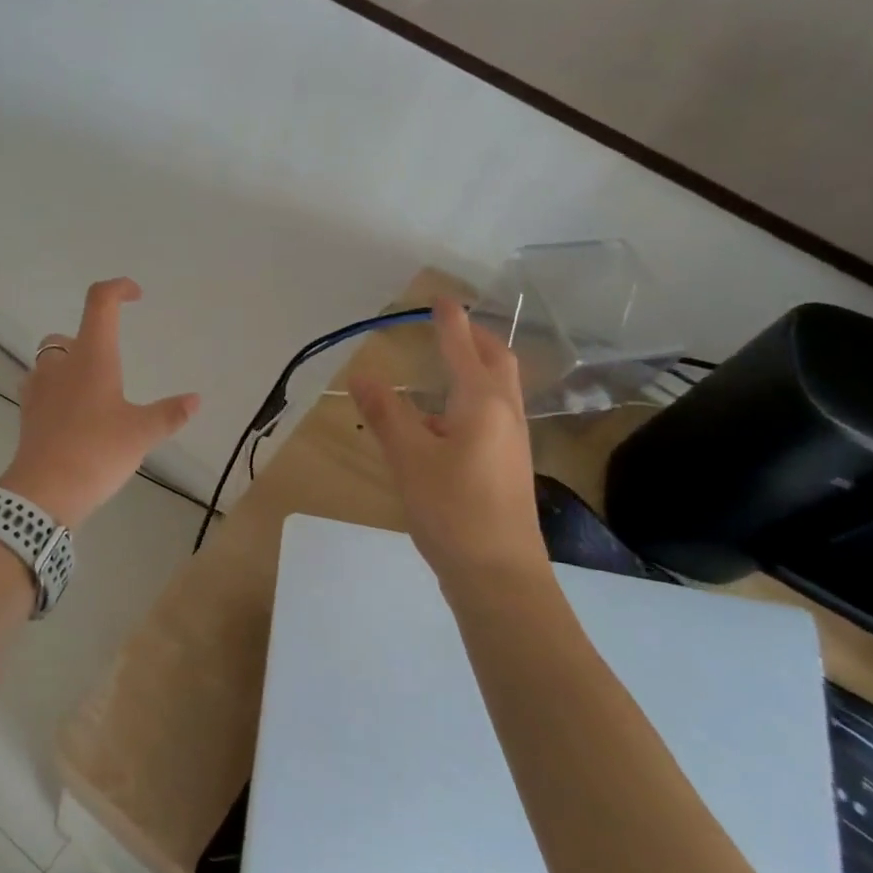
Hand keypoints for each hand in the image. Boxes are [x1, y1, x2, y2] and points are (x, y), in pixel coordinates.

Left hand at [0, 278, 200, 528]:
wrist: (43, 493)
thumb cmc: (96, 452)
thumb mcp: (141, 434)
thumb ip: (169, 414)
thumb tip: (195, 399)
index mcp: (91, 357)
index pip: (100, 303)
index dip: (117, 289)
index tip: (135, 295)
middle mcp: (60, 365)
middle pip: (67, 335)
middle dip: (87, 340)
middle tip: (110, 364)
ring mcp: (37, 388)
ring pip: (49, 362)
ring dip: (68, 367)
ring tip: (93, 394)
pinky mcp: (26, 413)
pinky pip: (40, 389)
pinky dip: (56, 392)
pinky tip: (73, 417)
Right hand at [349, 297, 547, 586]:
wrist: (499, 575)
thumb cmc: (452, 509)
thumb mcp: (409, 458)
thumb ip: (386, 414)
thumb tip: (361, 375)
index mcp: (482, 403)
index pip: (464, 349)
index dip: (450, 322)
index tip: (441, 298)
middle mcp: (505, 415)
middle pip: (497, 362)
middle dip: (476, 339)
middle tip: (452, 325)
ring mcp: (512, 442)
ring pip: (499, 390)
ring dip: (478, 367)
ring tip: (449, 364)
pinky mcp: (508, 466)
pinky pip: (493, 414)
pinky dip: (473, 397)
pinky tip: (448, 419)